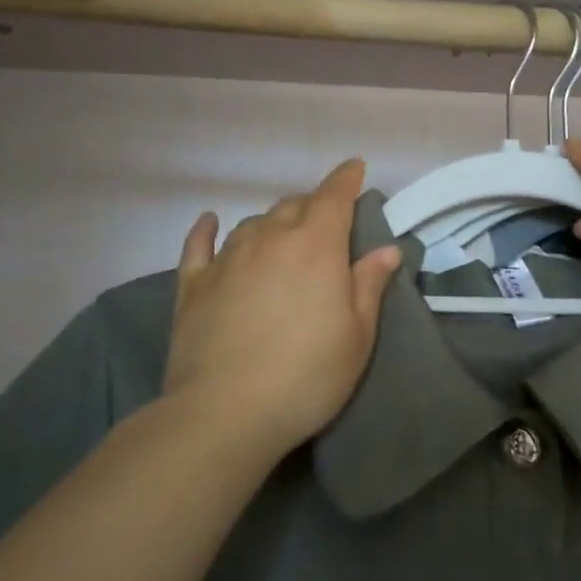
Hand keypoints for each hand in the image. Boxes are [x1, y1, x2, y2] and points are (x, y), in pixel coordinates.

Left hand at [162, 159, 403, 460]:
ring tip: (281, 237)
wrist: (225, 412)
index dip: (346, 178)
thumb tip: (386, 249)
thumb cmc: (306, 376)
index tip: (355, 168)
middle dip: (313, 206)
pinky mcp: (193, 283)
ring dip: (273, 223)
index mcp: (316, 246)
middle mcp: (270, 238)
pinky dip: (207, 230)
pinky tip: (210, 223)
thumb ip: (369, 285)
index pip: (334, 196)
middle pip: (294, 205)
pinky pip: (199, 244)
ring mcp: (227, 258)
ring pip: (254, 222)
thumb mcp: (357, 336)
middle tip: (325, 224)